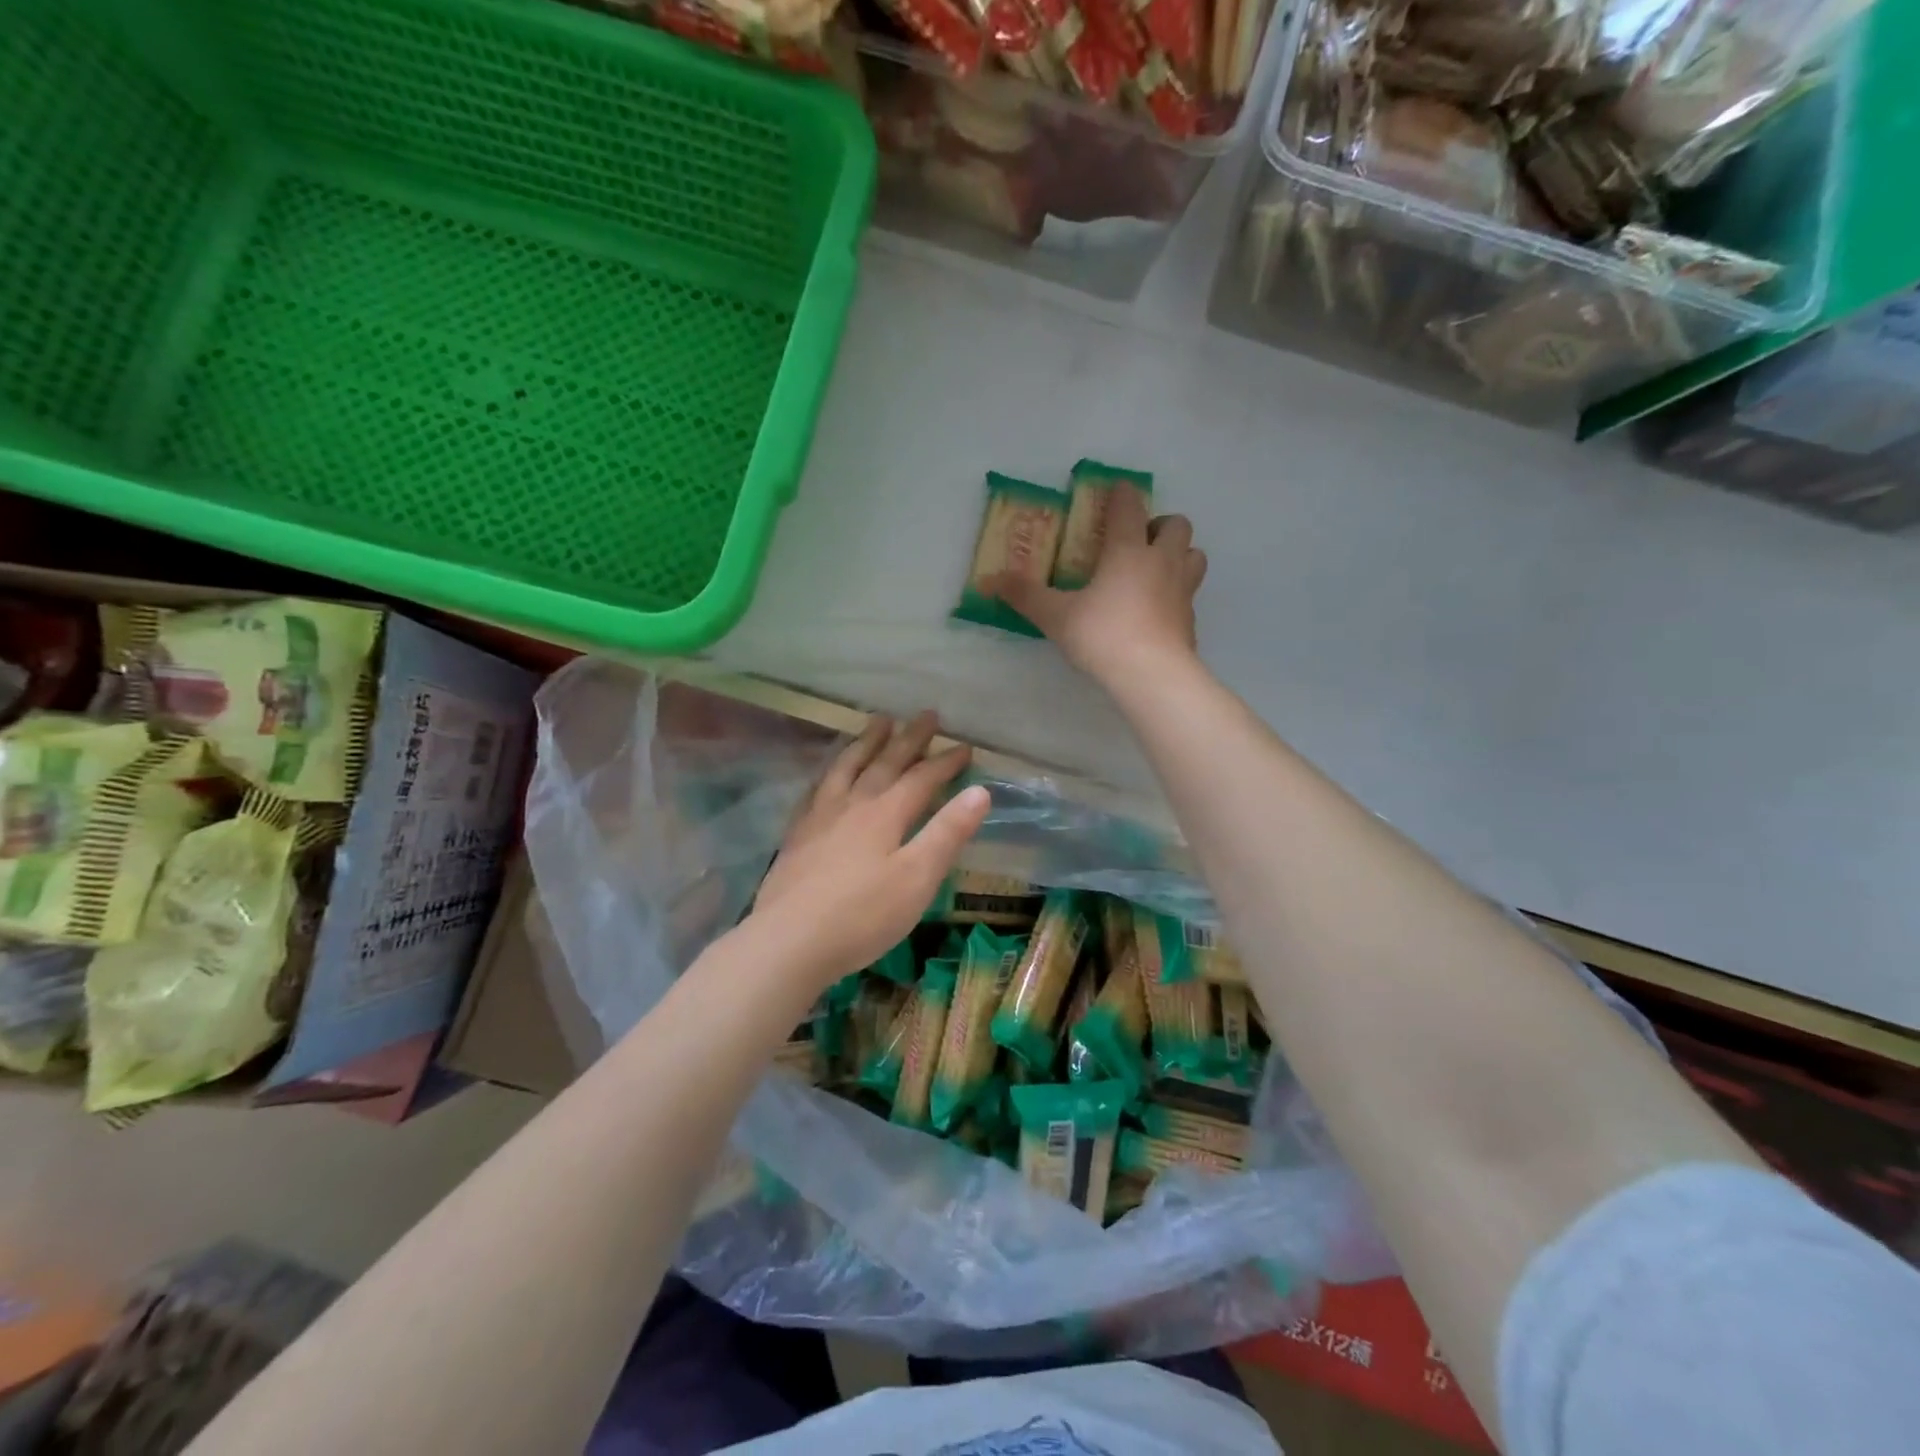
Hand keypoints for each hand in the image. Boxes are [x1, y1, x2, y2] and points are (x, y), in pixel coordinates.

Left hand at [749, 711, 990, 988]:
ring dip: (866, 743)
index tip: (965, 746)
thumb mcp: (918, 878)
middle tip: (926, 715)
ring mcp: (820, 818)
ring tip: (878, 722)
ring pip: (846, 767)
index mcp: (885, 814)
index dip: (945, 762)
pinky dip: (829, 772)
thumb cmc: (863, 915)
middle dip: (909, 739)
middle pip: (884, 763)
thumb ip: (947, 833)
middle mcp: (852, 805)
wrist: (789, 941)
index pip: (921, 779)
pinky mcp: (797, 836)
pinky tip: (829, 773)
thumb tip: (980, 791)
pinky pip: (816, 789)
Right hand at [989, 486, 1206, 687]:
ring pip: (1195, 555)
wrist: (1152, 675)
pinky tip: (1157, 610)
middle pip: (1177, 525)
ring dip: (1179, 554)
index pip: (1130, 508)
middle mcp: (1162, 562)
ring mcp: (1182, 590)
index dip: (1122, 494)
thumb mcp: (1055, 616)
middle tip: (1138, 539)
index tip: (1116, 490)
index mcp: (1128, 551)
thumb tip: (988, 581)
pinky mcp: (1190, 620)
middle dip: (1160, 524)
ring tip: (1155, 569)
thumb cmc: (1103, 635)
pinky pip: (1189, 594)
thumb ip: (1025, 596)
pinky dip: (1176, 594)